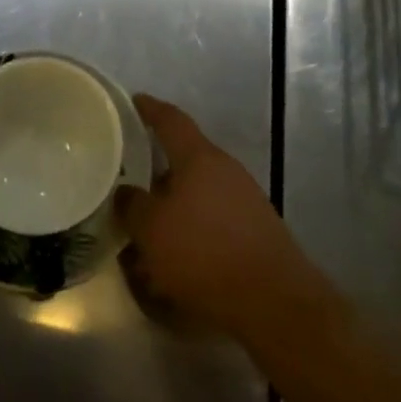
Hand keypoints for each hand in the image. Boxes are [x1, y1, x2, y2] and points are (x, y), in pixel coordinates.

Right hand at [119, 95, 317, 343]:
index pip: (171, 120)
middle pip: (187, 158)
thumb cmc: (204, 253)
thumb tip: (126, 192)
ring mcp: (246, 199)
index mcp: (199, 158)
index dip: (150, 109)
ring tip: (150, 225)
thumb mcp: (151, 230)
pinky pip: (215, 218)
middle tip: (132, 175)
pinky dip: (194, 227)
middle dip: (160, 167)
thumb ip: (133, 206)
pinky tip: (178, 254)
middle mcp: (226, 169)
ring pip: (200, 191)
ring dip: (176, 204)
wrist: (274, 301)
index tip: (134, 101)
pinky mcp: (257, 230)